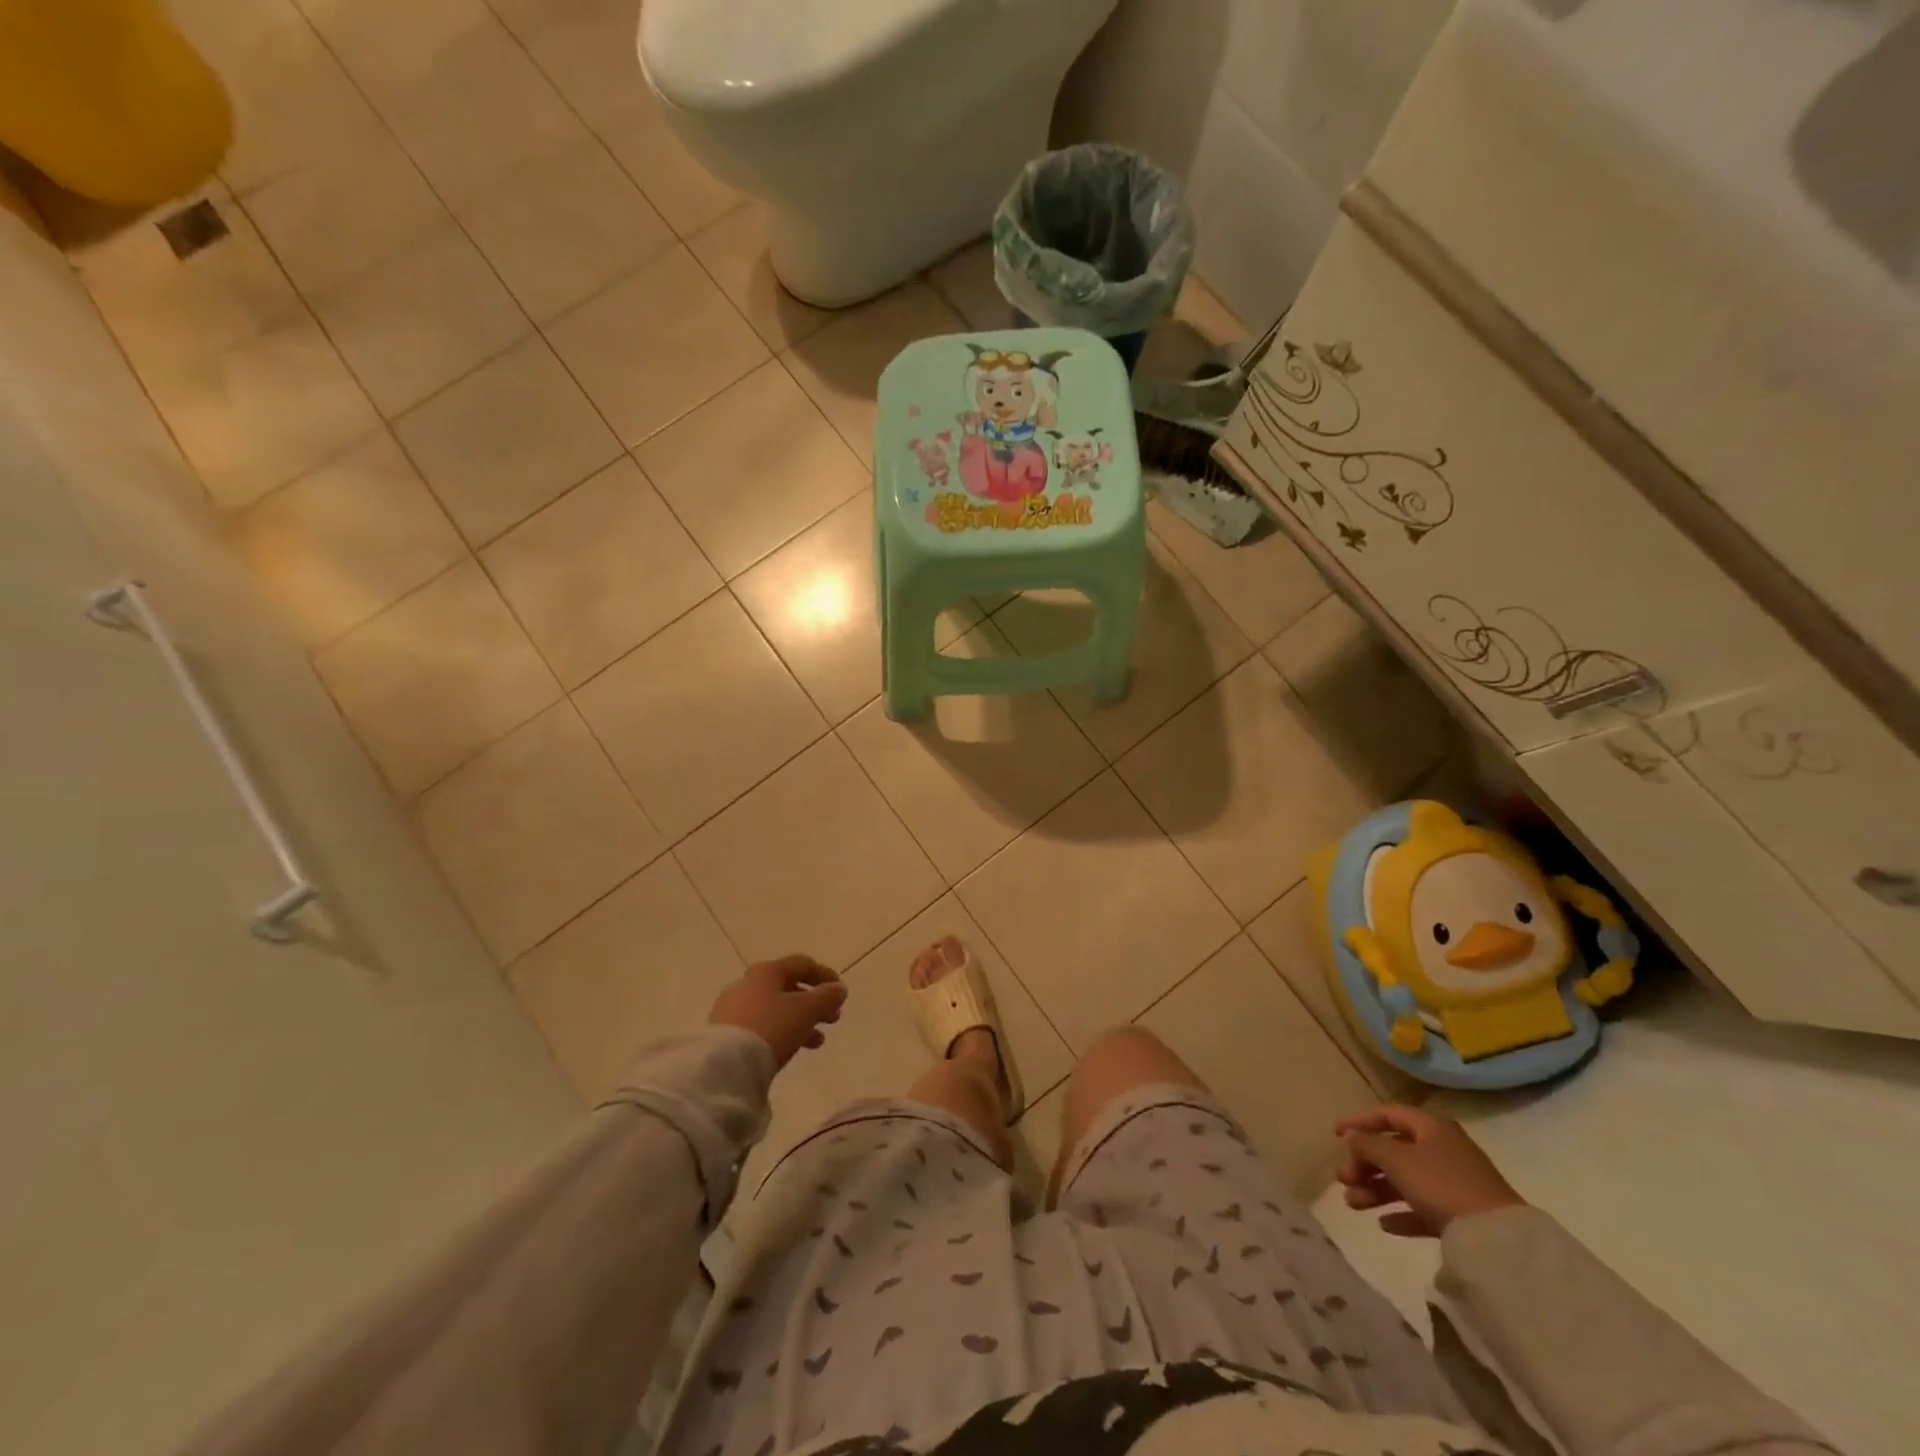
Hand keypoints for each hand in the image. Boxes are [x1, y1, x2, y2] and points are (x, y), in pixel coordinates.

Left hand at [709, 955, 847, 1069]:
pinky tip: (791, 1049)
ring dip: (800, 1021)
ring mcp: (733, 1009)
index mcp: (767, 971)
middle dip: (814, 1003)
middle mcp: (748, 984)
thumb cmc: (771, 1027)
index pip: (801, 964)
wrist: (725, 1065)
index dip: (824, 975)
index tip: (840, 992)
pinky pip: (761, 1026)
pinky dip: (781, 1032)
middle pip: (788, 987)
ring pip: (775, 1009)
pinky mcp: (725, 1034)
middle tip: (833, 1019)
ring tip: (817, 1042)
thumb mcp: (807, 1010)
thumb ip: (827, 997)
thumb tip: (839, 989)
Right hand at [1333, 1105, 1524, 1237]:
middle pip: (1393, 1150)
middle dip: (1364, 1164)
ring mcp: (1454, 1182)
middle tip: (1343, 1178)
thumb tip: (1352, 1137)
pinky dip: (1401, 1212)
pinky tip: (1384, 1224)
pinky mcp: (1461, 1213)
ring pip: (1405, 1179)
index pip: (1386, 1114)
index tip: (1334, 1134)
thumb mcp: (1397, 1159)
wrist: (1498, 1239)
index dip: (1358, 1121)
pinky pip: (1423, 1207)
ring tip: (1353, 1203)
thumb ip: (1368, 1144)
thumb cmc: (1441, 1184)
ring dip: (1376, 1189)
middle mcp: (1442, 1148)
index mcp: (1430, 1127)